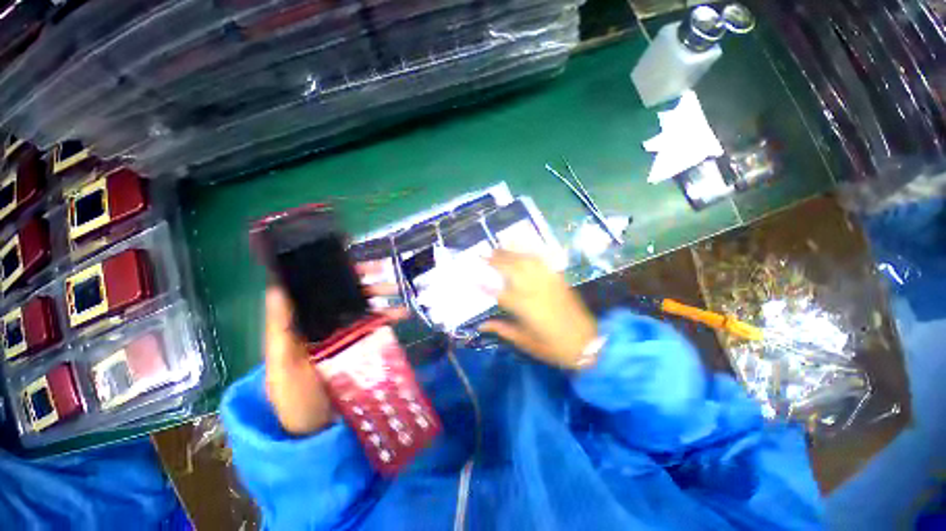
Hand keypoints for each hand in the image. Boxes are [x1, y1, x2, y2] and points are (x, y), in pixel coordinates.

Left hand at [263, 261, 407, 435]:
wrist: (316, 432)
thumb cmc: (294, 398)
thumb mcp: (282, 364)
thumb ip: (280, 328)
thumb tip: (277, 286)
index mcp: (301, 324)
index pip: (316, 289)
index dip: (332, 271)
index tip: (353, 260)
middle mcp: (323, 324)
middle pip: (344, 295)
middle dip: (365, 282)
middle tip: (387, 273)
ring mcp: (344, 335)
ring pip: (363, 307)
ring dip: (382, 298)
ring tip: (400, 295)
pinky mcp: (360, 347)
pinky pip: (375, 326)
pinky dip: (389, 318)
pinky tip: (401, 316)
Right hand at [479, 250, 597, 369]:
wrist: (586, 343)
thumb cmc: (552, 346)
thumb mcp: (524, 341)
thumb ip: (502, 329)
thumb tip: (481, 325)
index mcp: (523, 307)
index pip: (498, 292)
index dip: (484, 284)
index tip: (472, 277)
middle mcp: (533, 290)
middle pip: (511, 269)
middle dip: (496, 260)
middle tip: (483, 254)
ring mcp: (547, 282)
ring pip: (526, 261)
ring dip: (511, 252)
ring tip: (499, 247)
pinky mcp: (558, 279)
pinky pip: (543, 262)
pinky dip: (531, 253)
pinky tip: (524, 250)